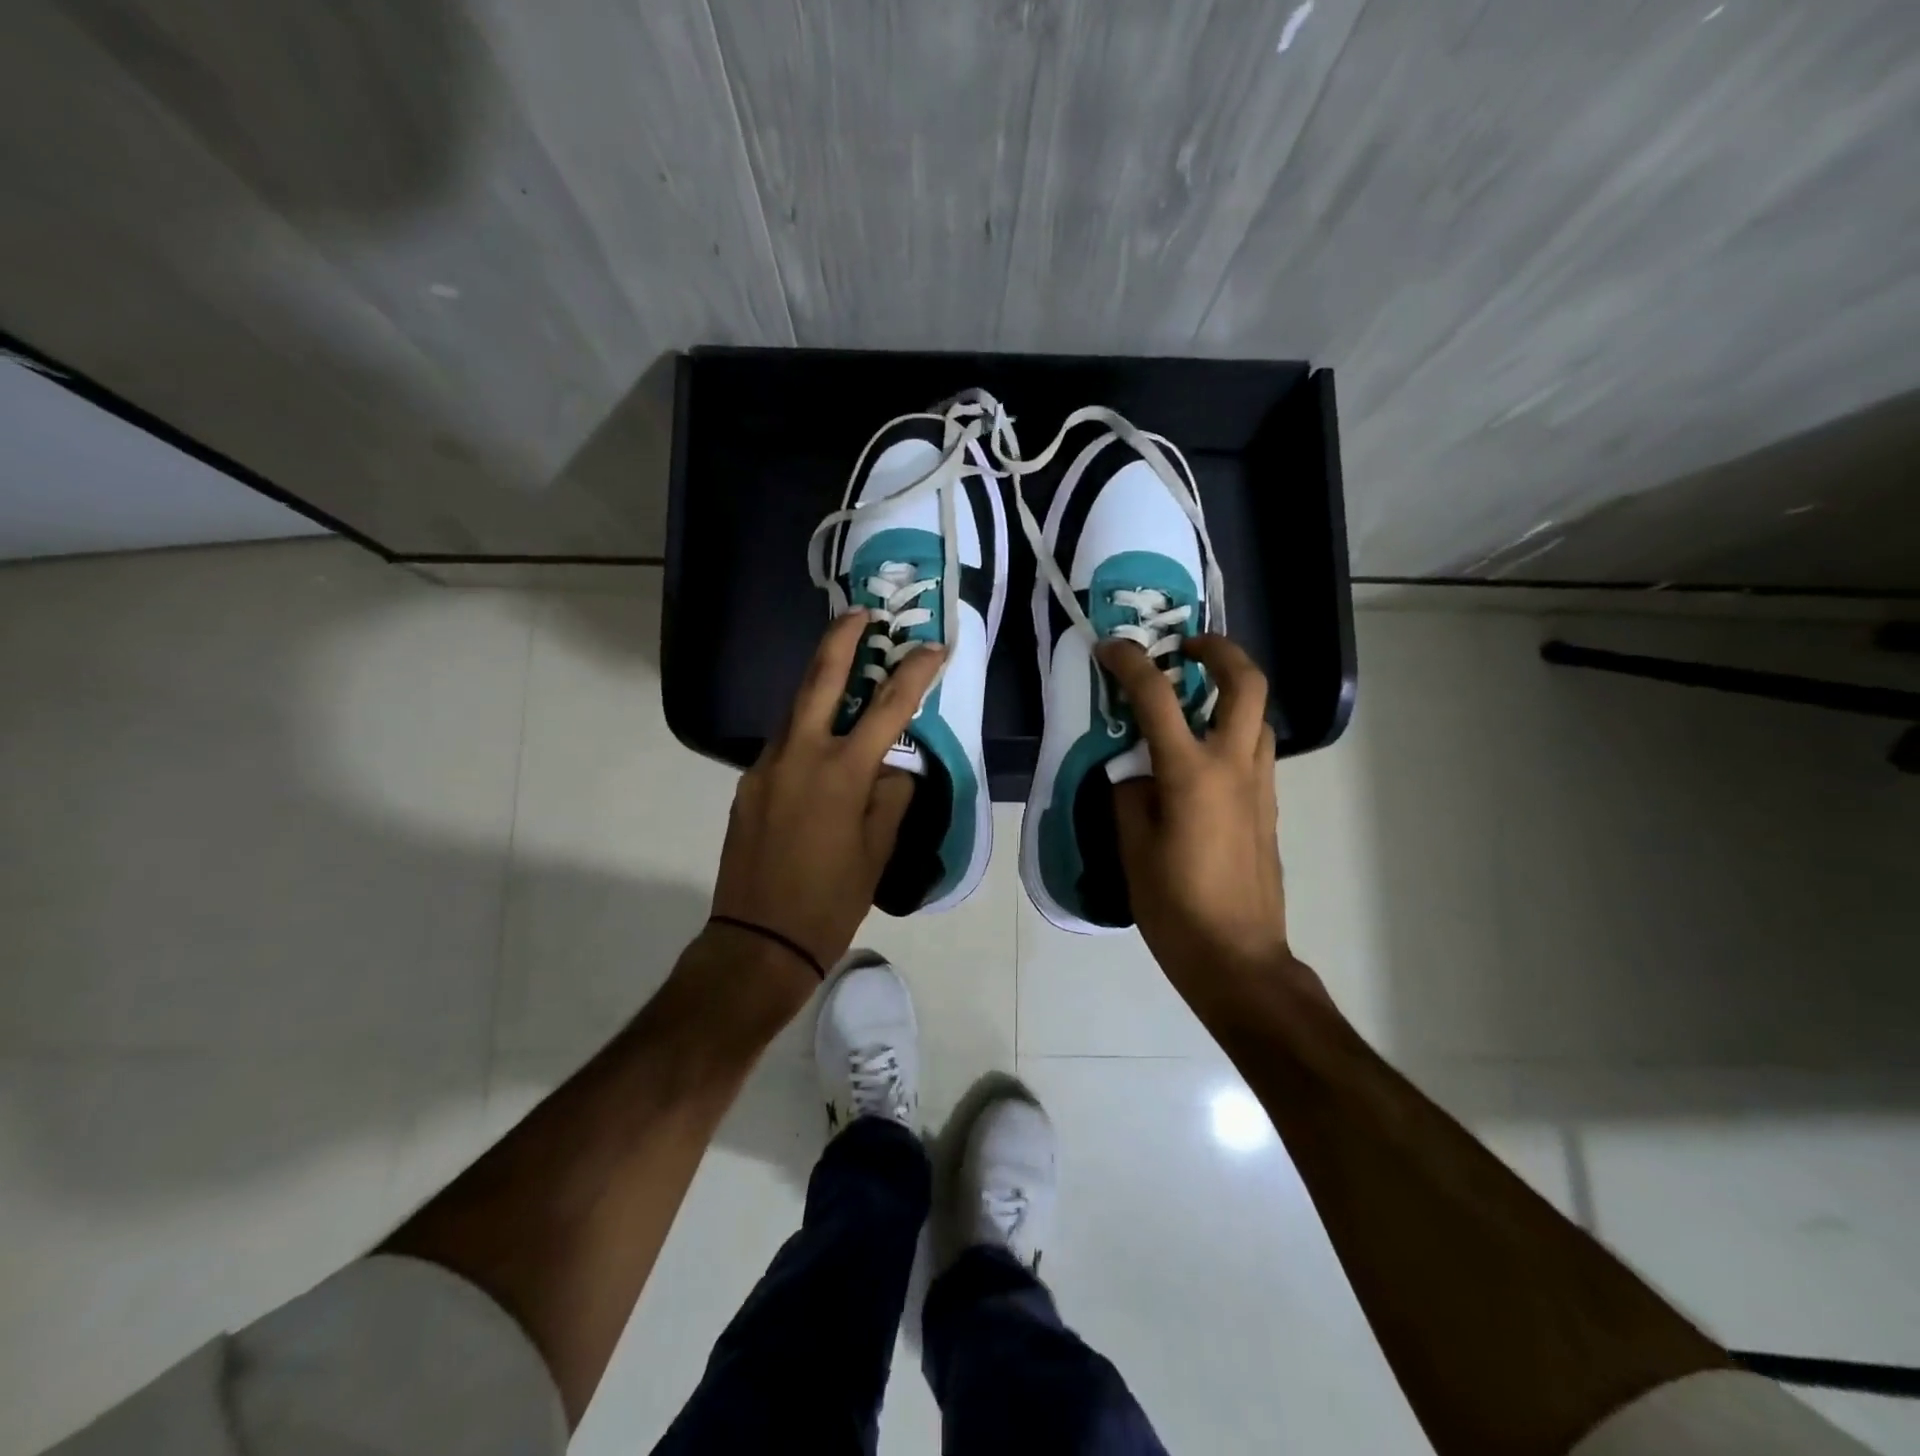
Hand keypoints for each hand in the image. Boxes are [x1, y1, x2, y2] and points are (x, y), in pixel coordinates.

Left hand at [710, 611, 942, 977]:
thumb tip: (893, 770)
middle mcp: (799, 756)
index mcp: (841, 773)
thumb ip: (890, 798)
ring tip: (845, 671)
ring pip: (796, 710)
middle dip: (842, 640)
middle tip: (860, 613)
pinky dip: (807, 731)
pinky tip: (822, 746)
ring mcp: (766, 767)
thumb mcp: (877, 851)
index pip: (888, 708)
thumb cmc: (830, 900)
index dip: (914, 673)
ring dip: (821, 684)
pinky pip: (784, 745)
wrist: (758, 941)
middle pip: (820, 680)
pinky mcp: (749, 784)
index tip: (934, 647)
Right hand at [1099, 634, 1301, 994]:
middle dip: (1219, 650)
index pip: (1158, 698)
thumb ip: (1130, 795)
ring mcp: (1259, 785)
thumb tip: (1133, 769)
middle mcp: (1234, 767)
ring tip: (1193, 698)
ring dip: (1230, 690)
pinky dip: (1232, 729)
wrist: (1238, 958)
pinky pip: (1255, 749)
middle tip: (1186, 647)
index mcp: (1191, 774)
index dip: (1131, 663)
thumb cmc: (1175, 907)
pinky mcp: (1268, 806)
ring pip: (1258, 714)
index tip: (1112, 648)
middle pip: (1246, 683)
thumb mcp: (1132, 848)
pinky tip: (1201, 754)